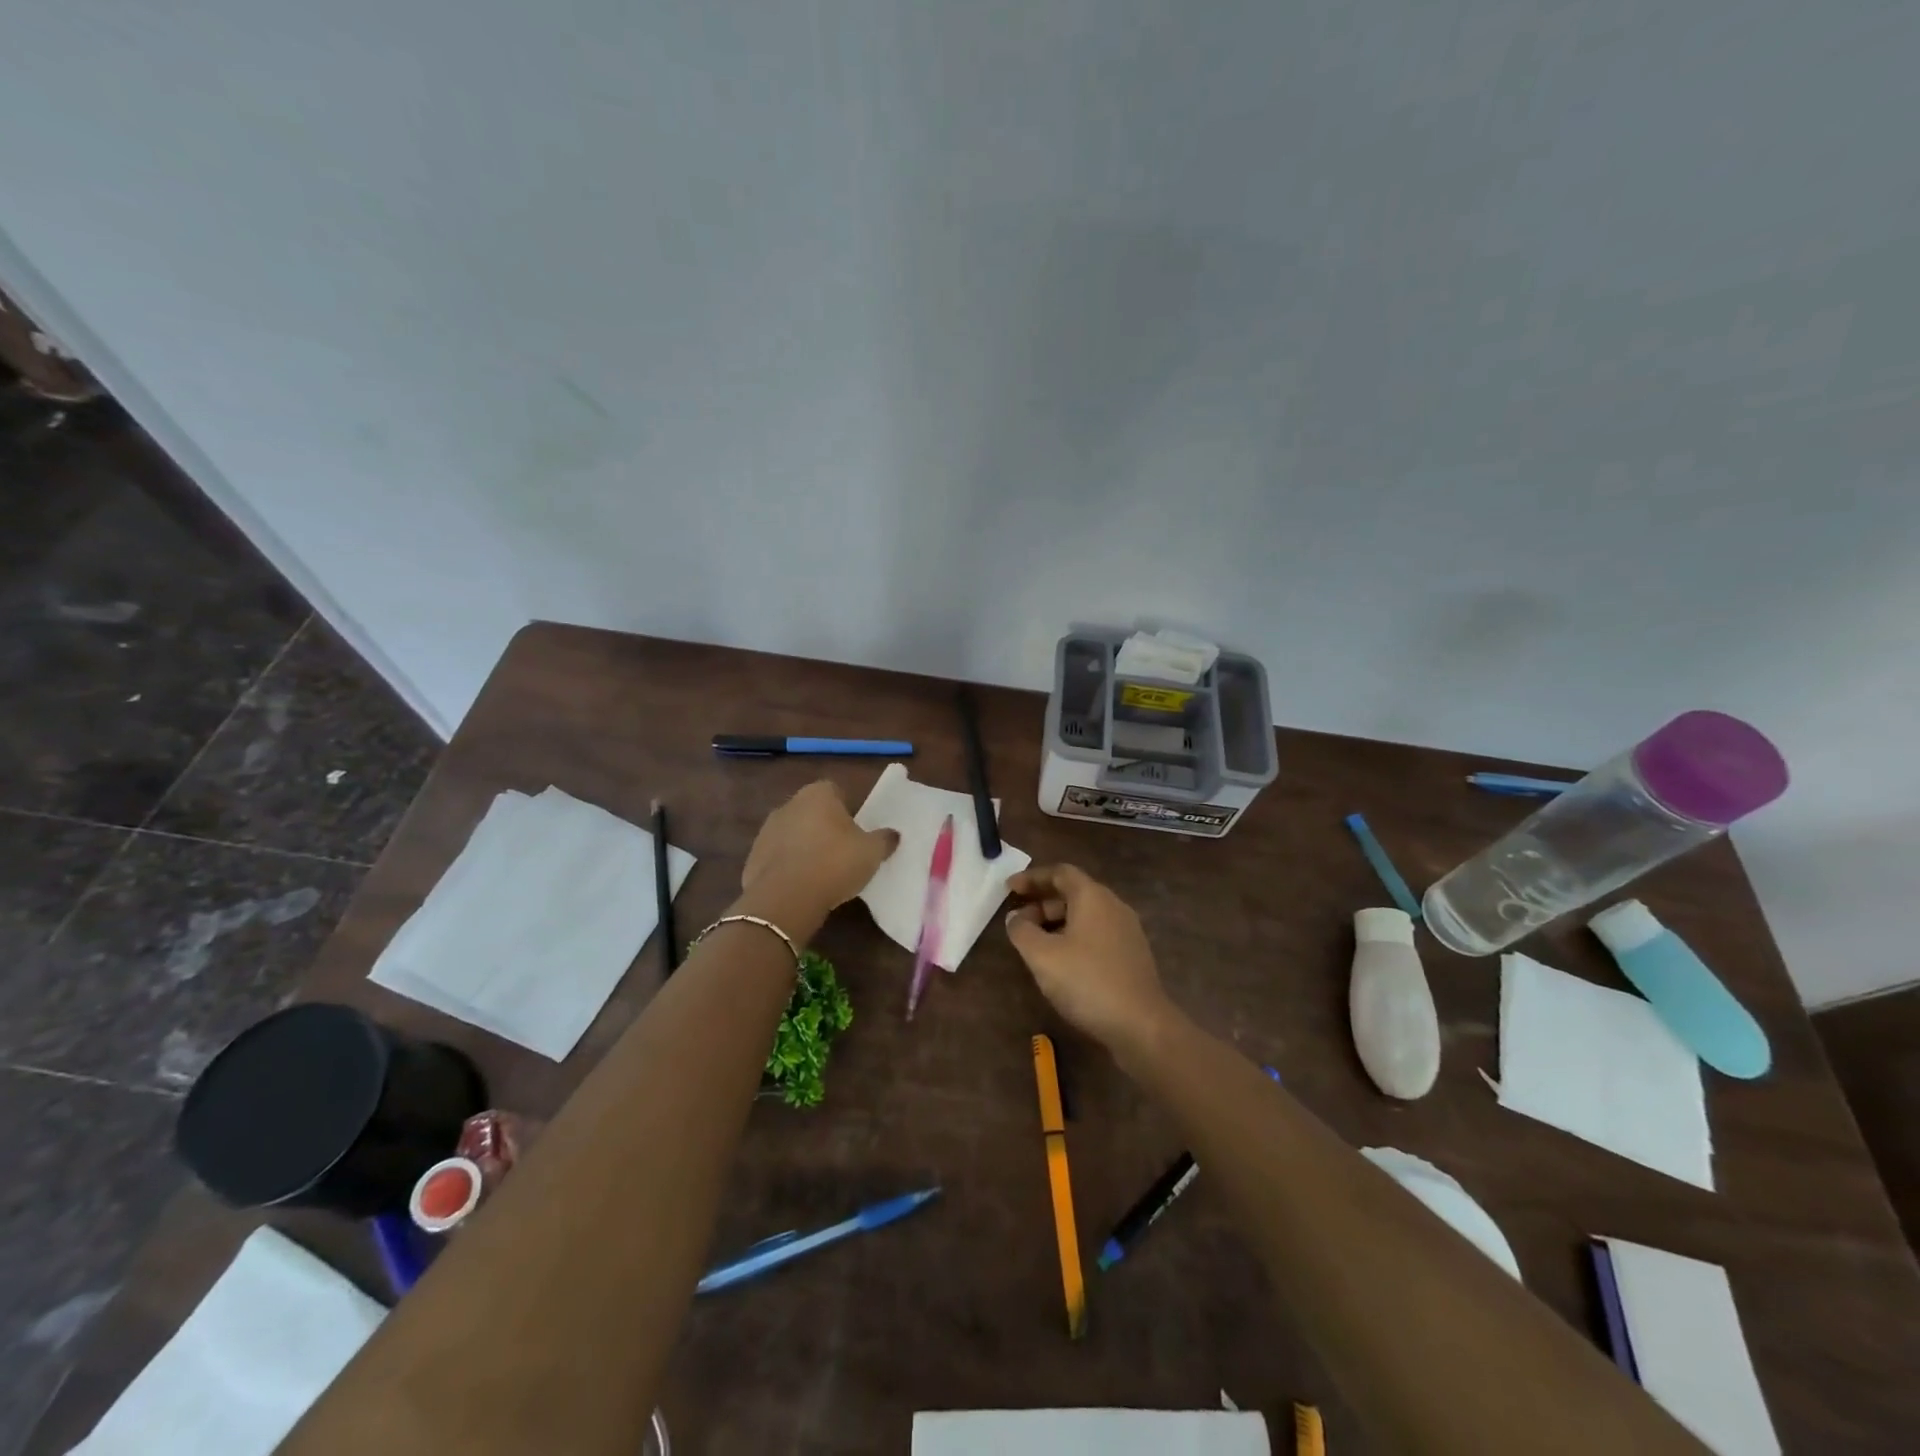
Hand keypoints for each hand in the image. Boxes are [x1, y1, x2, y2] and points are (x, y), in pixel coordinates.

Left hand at [740, 781, 897, 932]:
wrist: (785, 898)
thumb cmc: (834, 864)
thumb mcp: (871, 852)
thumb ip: (884, 839)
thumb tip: (893, 834)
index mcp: (818, 794)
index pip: (836, 791)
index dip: (848, 809)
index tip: (857, 831)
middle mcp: (789, 804)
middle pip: (812, 811)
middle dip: (825, 826)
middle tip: (843, 851)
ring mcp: (767, 830)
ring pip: (793, 833)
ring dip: (805, 846)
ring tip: (822, 872)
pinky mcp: (753, 856)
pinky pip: (778, 856)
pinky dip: (788, 866)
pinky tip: (801, 885)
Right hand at [1004, 864, 1174, 1054]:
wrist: (1141, 1024)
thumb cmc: (1087, 981)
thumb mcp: (1042, 956)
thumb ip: (1022, 931)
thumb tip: (1015, 918)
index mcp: (1093, 897)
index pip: (1060, 873)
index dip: (1032, 878)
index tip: (1009, 889)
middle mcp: (1113, 905)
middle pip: (1073, 892)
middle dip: (1042, 902)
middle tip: (1018, 920)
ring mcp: (1127, 930)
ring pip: (1085, 915)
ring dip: (1057, 922)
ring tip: (1035, 943)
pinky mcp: (1132, 954)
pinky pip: (1096, 933)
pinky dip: (1074, 936)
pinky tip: (1062, 961)